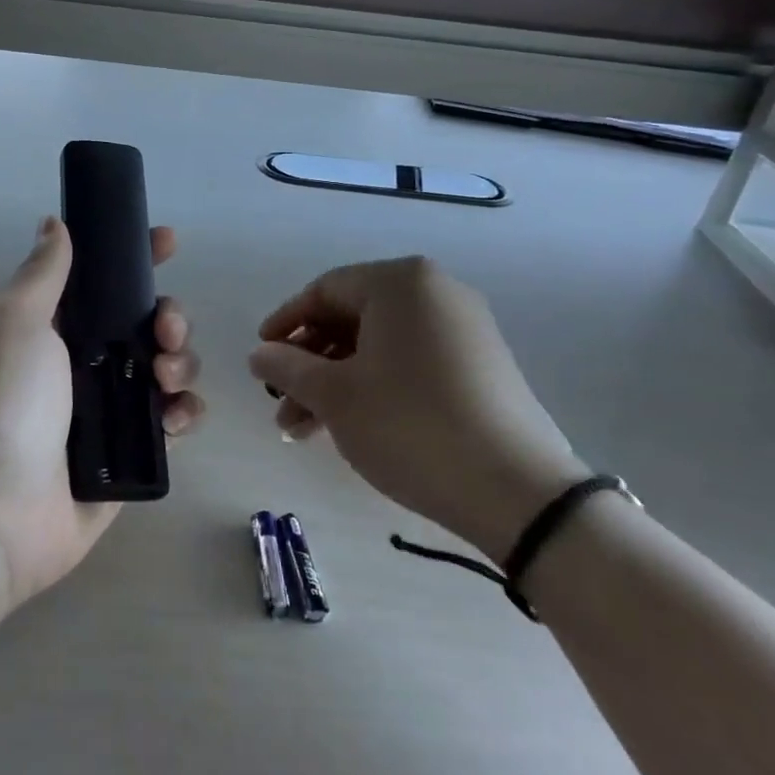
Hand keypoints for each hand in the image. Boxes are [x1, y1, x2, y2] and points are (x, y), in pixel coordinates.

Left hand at [0, 218, 204, 607]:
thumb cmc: (1, 403)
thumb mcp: (16, 323)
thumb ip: (44, 272)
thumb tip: (54, 223)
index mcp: (52, 328)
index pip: (101, 279)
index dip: (135, 257)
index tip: (167, 241)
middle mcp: (81, 364)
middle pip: (145, 323)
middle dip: (169, 315)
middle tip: (164, 329)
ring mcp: (108, 411)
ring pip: (166, 368)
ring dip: (182, 362)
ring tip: (166, 380)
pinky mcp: (130, 455)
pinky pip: (172, 421)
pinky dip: (184, 412)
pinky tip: (176, 418)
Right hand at [248, 257, 584, 561]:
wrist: (517, 490)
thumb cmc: (410, 425)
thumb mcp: (335, 396)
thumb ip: (288, 367)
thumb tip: (258, 354)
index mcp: (400, 283)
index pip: (324, 290)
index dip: (286, 323)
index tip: (260, 357)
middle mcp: (435, 293)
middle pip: (351, 319)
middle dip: (309, 364)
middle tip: (280, 404)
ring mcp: (464, 329)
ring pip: (378, 346)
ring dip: (336, 383)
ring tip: (304, 430)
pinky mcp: (480, 366)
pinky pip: (410, 362)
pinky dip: (374, 387)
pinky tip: (350, 426)